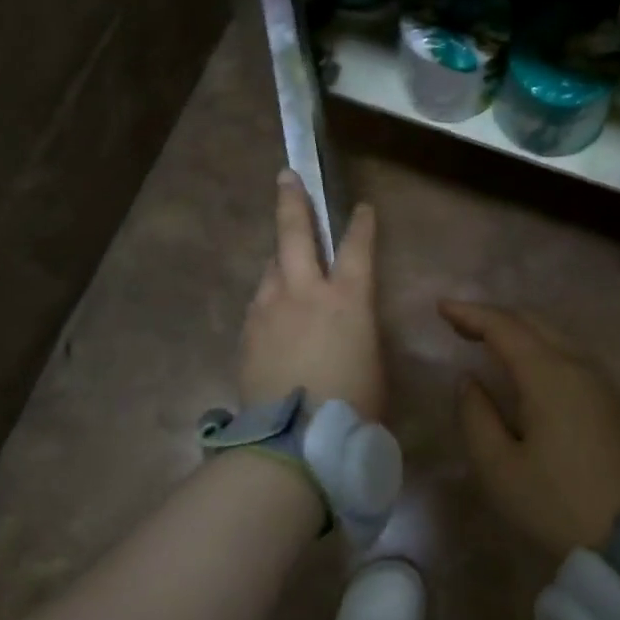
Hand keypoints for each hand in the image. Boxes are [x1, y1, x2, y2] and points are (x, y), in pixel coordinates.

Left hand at [241, 172, 384, 420]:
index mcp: (347, 299)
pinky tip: (273, 320)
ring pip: (272, 269)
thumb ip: (356, 329)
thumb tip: (342, 321)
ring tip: (285, 271)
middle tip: (286, 177)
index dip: (361, 224)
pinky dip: (269, 302)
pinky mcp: (247, 331)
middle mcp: (304, 292)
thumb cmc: (352, 406)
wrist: (294, 441)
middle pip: (295, 232)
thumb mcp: (371, 362)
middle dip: (292, 201)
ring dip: (281, 265)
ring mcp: (269, 308)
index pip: (357, 247)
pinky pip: (260, 304)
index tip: (361, 207)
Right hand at [442, 300, 619, 554]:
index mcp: (549, 376)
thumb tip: (469, 381)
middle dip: (493, 317)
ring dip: (518, 331)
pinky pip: (569, 355)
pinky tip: (525, 366)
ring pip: (554, 336)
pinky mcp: (611, 402)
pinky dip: (539, 347)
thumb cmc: (555, 503)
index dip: (470, 313)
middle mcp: (578, 366)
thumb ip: (475, 415)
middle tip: (459, 323)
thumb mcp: (498, 466)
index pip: (504, 327)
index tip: (441, 307)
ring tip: (486, 340)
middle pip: (532, 323)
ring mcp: (601, 383)